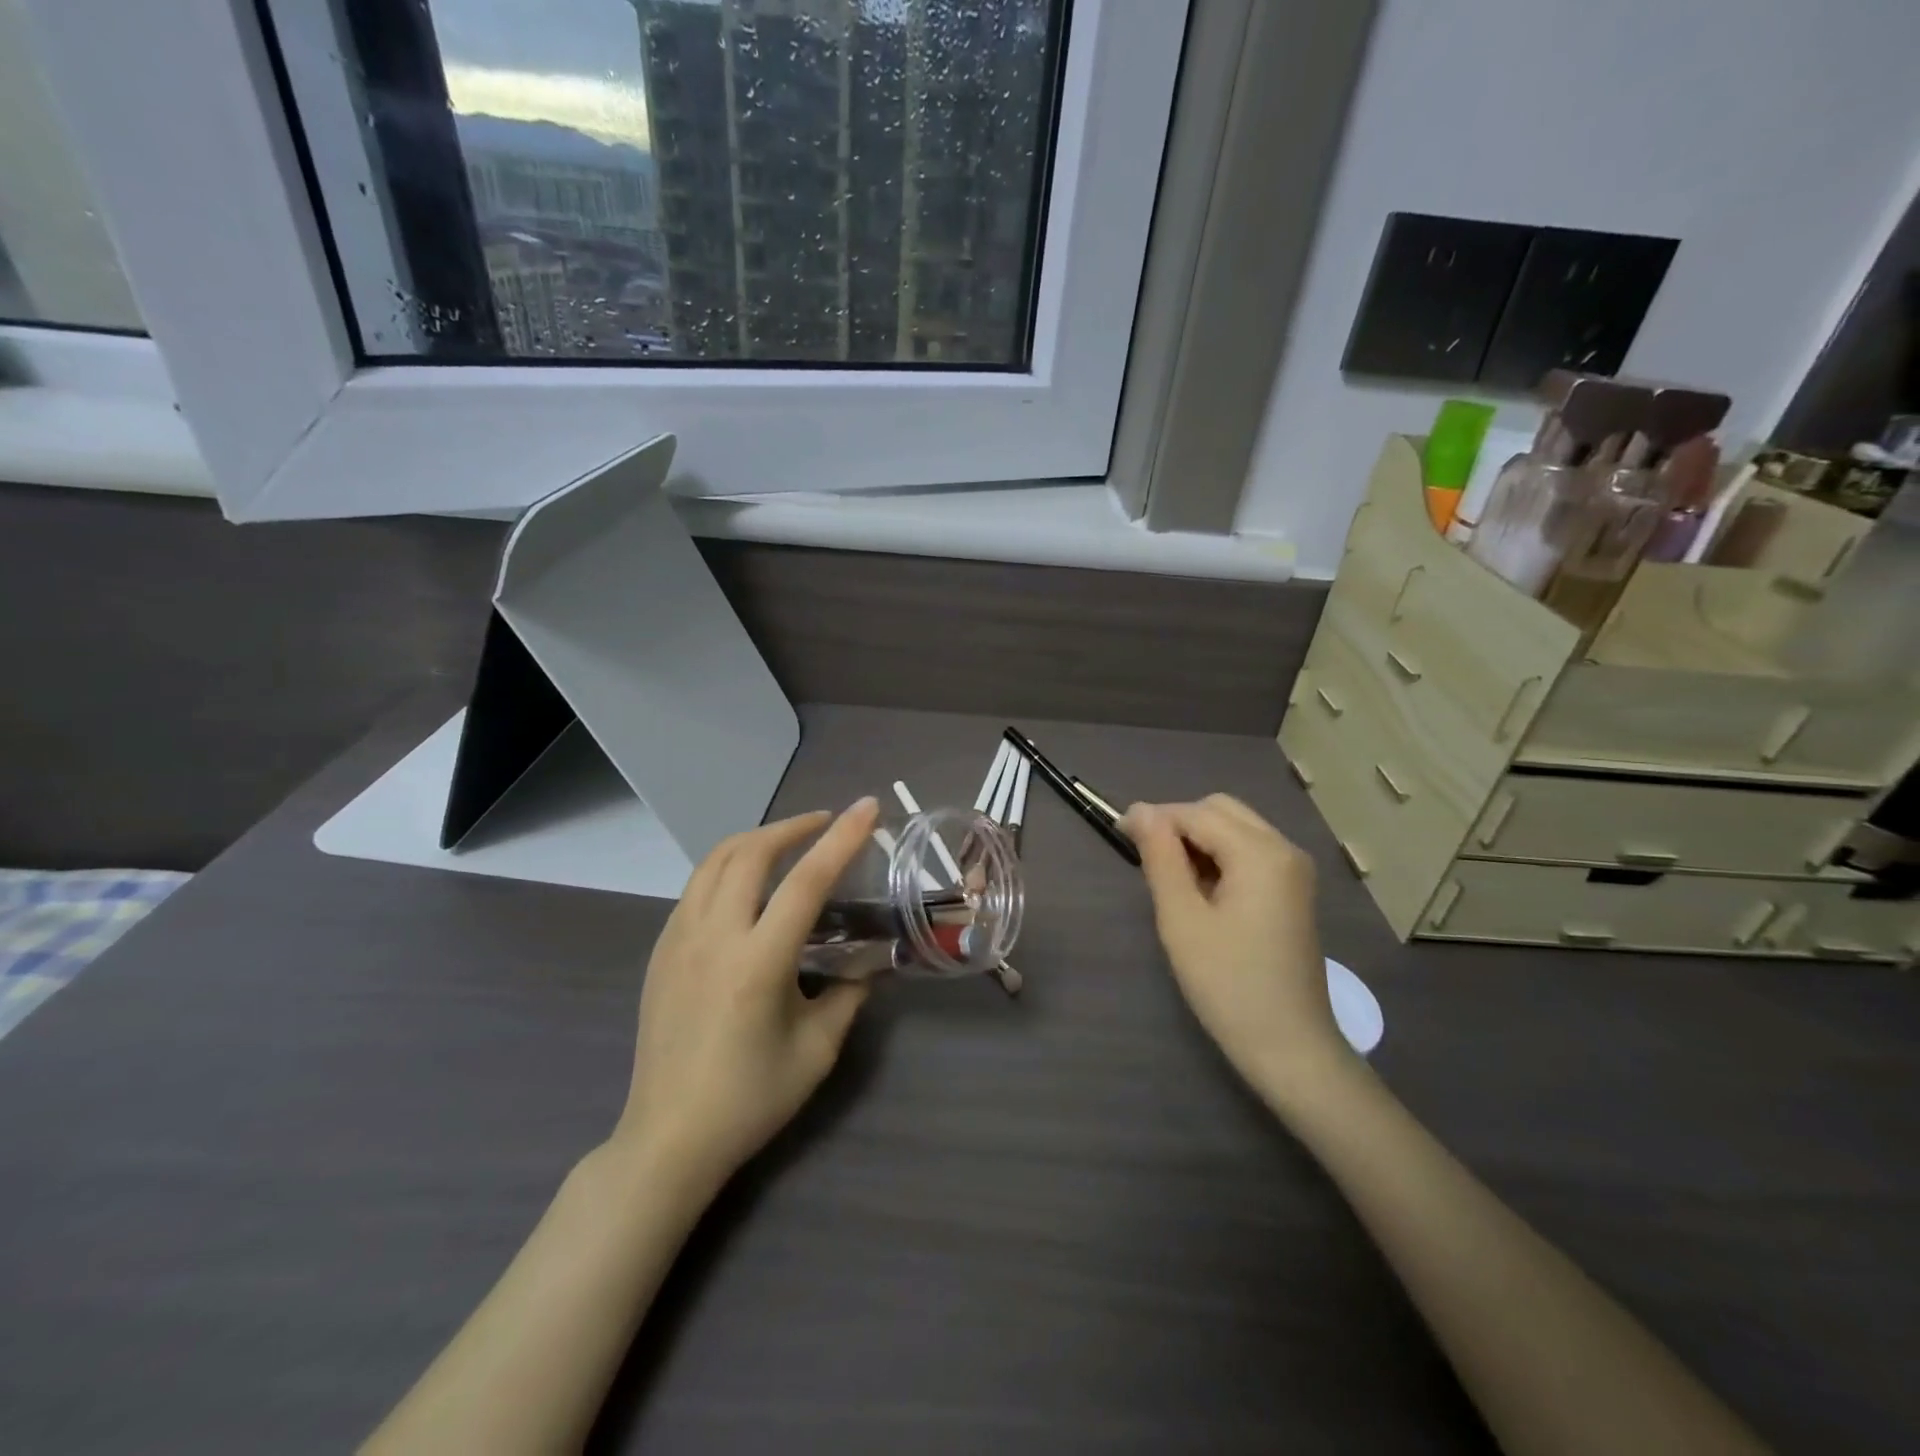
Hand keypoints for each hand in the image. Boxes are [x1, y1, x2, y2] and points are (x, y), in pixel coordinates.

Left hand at [611, 798, 881, 1190]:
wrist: (668, 1138)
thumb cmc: (750, 1099)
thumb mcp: (816, 1050)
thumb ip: (849, 995)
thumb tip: (871, 962)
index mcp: (758, 962)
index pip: (806, 881)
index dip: (841, 838)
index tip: (866, 807)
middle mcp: (714, 938)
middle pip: (751, 853)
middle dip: (792, 827)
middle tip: (825, 822)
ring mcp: (679, 940)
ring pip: (714, 861)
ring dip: (756, 840)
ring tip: (787, 842)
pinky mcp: (661, 951)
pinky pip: (697, 887)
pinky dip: (727, 867)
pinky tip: (747, 885)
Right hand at [1123, 795, 1349, 1105]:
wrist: (1291, 1048)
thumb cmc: (1228, 985)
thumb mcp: (1182, 919)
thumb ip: (1160, 858)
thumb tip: (1140, 810)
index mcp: (1260, 853)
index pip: (1196, 813)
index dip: (1154, 818)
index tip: (1119, 835)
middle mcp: (1284, 849)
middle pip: (1220, 810)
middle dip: (1179, 824)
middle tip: (1147, 861)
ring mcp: (1294, 870)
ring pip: (1235, 828)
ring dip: (1198, 840)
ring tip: (1171, 880)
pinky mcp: (1293, 890)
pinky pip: (1250, 852)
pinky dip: (1220, 857)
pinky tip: (1201, 891)